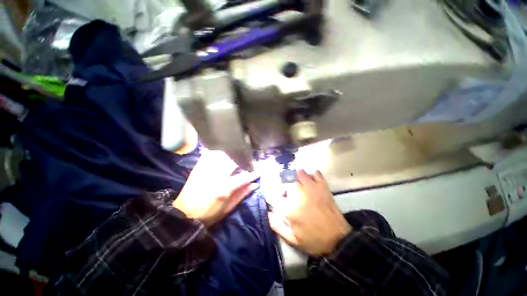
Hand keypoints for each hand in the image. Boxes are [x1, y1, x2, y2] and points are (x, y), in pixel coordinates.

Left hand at [173, 150, 258, 226]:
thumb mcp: (228, 208)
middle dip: (244, 160)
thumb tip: (255, 184)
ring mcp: (205, 169)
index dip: (253, 173)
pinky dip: (219, 153)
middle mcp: (215, 176)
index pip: (243, 176)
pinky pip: (210, 154)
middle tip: (249, 162)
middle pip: (233, 161)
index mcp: (224, 188)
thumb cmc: (208, 215)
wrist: (183, 214)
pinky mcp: (198, 167)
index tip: (260, 170)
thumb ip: (242, 194)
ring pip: (222, 154)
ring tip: (238, 157)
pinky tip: (224, 154)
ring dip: (232, 154)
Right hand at [268, 170, 351, 255]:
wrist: (338, 240)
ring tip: (296, 183)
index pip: (274, 195)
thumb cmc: (313, 240)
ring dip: (295, 177)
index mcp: (289, 207)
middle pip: (286, 181)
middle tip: (287, 193)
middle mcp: (299, 193)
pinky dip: (311, 175)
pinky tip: (310, 180)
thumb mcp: (292, 239)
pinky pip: (315, 174)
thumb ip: (277, 225)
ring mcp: (311, 188)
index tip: (275, 200)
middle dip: (284, 186)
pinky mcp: (322, 187)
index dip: (272, 196)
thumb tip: (268, 213)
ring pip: (299, 173)